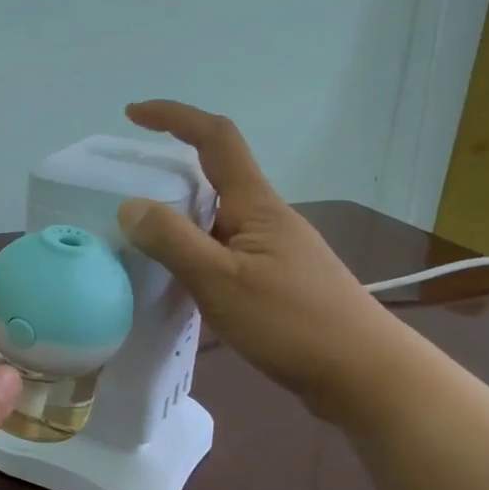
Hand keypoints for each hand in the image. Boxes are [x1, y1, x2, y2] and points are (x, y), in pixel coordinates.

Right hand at [116, 100, 405, 417]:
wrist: (364, 375)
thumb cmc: (292, 322)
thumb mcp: (221, 280)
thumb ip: (173, 241)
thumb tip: (130, 205)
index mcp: (255, 204)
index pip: (215, 138)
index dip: (174, 117)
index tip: (133, 114)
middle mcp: (265, 218)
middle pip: (213, 177)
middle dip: (169, 175)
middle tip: (124, 197)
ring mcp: (273, 250)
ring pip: (216, 219)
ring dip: (179, 220)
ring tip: (139, 245)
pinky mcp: (276, 281)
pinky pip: (223, 251)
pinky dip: (193, 254)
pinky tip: (177, 284)